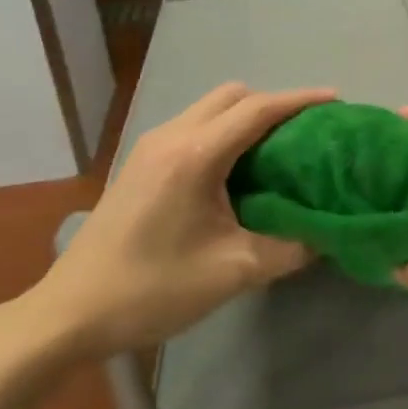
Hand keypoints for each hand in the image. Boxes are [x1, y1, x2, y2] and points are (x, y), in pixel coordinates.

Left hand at [23, 83, 333, 356]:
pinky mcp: (140, 162)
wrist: (70, 313)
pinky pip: (194, 127)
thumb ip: (289, 248)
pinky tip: (238, 169)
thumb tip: (327, 234)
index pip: (257, 109)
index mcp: (195, 155)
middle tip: (307, 133)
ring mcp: (150, 146)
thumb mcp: (233, 272)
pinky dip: (224, 131)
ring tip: (280, 149)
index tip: (336, 101)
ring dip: (247, 117)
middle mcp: (171, 136)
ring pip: (210, 108)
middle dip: (274, 104)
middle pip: (233, 95)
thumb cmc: (152, 289)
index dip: (300, 100)